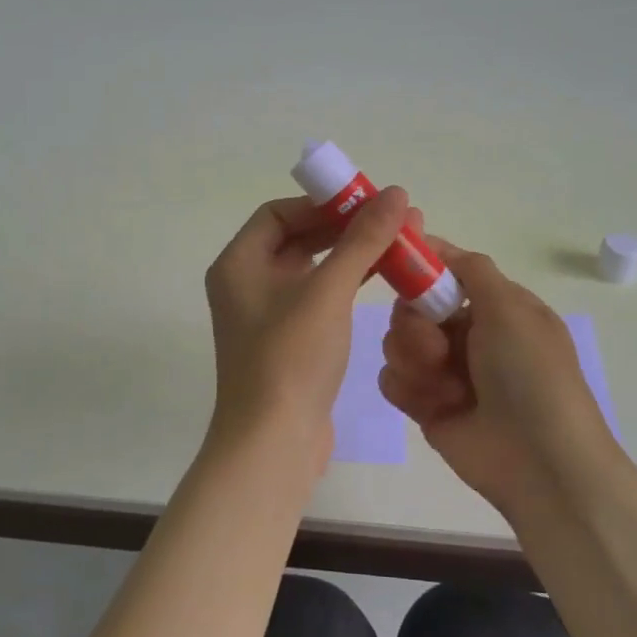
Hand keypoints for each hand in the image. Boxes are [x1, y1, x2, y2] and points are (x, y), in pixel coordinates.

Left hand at [203, 187, 411, 458]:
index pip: (278, 213)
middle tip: (393, 220)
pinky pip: (318, 298)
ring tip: (398, 243)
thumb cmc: (291, 358)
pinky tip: (382, 279)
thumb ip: (362, 240)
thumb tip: (396, 193)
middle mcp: (246, 284)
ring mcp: (267, 315)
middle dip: (344, 227)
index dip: (322, 203)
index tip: (366, 202)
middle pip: (296, 238)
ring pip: (311, 269)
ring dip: (351, 255)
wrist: (274, 443)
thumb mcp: (328, 292)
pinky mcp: (288, 341)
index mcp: (238, 264)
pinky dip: (346, 284)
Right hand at [379, 237, 617, 514]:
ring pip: (397, 342)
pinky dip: (408, 389)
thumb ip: (471, 269)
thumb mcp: (511, 309)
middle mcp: (468, 334)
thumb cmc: (530, 375)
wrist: (540, 462)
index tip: (395, 260)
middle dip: (416, 325)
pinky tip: (434, 406)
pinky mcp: (425, 405)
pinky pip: (392, 380)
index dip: (421, 266)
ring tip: (444, 386)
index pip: (446, 273)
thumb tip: (436, 241)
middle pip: (412, 307)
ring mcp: (445, 370)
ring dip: (415, 359)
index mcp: (495, 307)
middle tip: (437, 347)